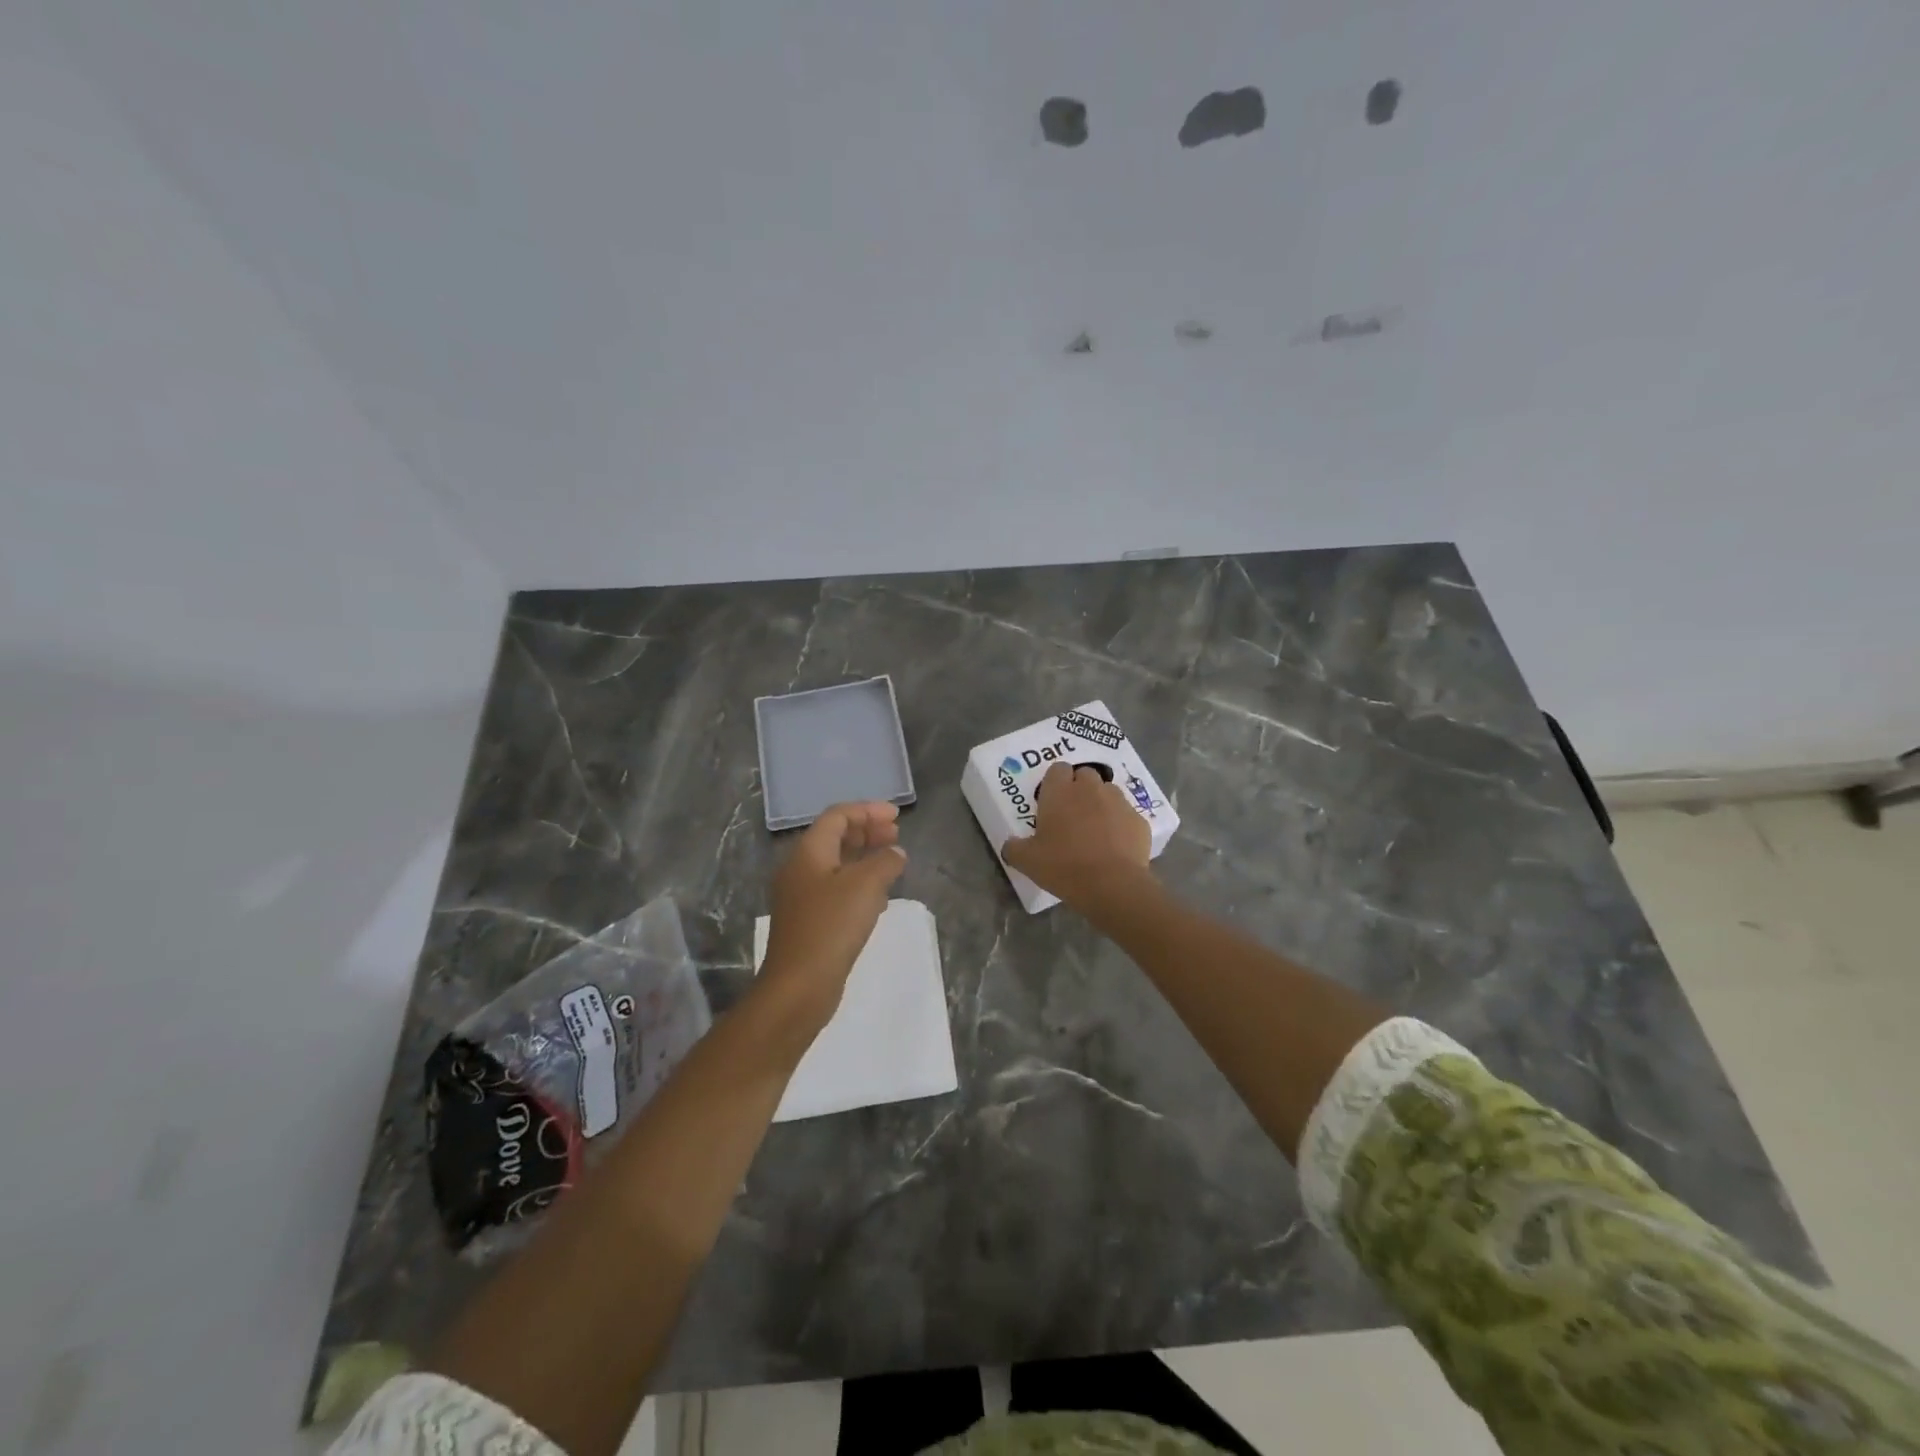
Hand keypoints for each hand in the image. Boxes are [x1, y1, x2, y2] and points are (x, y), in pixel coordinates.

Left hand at [760, 802, 907, 1023]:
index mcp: (808, 853)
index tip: (897, 816)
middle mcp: (800, 869)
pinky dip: (859, 883)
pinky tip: (880, 896)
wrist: (798, 987)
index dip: (867, 811)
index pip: (837, 816)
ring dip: (865, 857)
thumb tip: (895, 854)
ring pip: (837, 864)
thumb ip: (885, 862)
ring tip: (893, 860)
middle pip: (835, 837)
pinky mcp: (809, 921)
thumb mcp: (866, 886)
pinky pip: (836, 889)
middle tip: (896, 834)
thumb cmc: (831, 927)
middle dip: (867, 831)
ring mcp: (802, 897)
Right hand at [1001, 763, 1153, 916]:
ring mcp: (1118, 802)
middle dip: (1080, 788)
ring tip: (1096, 829)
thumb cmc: (1063, 866)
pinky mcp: (1139, 820)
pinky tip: (1116, 846)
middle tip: (1072, 814)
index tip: (1052, 800)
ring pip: (1109, 792)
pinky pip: (1127, 816)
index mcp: (1059, 792)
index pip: (1057, 768)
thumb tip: (1010, 844)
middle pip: (1085, 774)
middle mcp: (1090, 789)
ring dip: (1102, 803)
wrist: (1112, 885)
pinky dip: (1121, 825)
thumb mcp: (1027, 861)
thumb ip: (1014, 848)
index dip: (1055, 781)